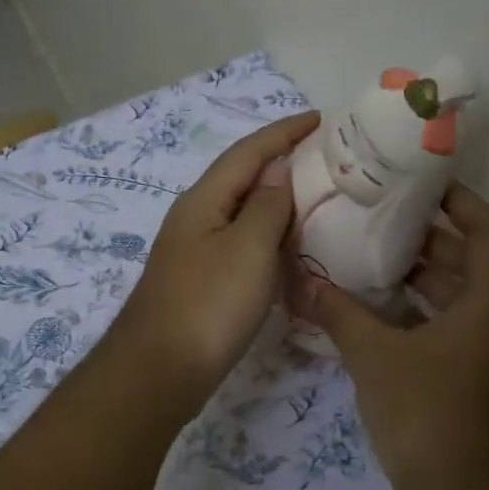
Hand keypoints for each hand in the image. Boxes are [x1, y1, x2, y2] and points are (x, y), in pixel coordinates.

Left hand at [111, 111, 320, 407]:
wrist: (160, 371)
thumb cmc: (208, 305)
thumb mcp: (248, 249)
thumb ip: (267, 205)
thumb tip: (278, 169)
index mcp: (204, 200)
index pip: (248, 151)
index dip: (284, 131)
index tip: (322, 118)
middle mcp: (196, 218)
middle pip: (242, 178)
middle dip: (282, 163)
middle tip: (329, 160)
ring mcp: (196, 251)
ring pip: (242, 214)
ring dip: (277, 201)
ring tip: (319, 198)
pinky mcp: (202, 282)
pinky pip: (241, 245)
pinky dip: (269, 238)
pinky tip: (290, 248)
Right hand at [293, 183, 488, 489]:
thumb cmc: (428, 417)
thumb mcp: (375, 358)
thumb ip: (339, 313)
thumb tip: (302, 280)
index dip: (459, 201)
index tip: (419, 185)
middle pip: (475, 262)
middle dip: (430, 239)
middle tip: (380, 220)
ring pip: (464, 298)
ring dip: (425, 278)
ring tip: (373, 260)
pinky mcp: (482, 382)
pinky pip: (456, 329)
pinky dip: (424, 313)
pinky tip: (380, 314)